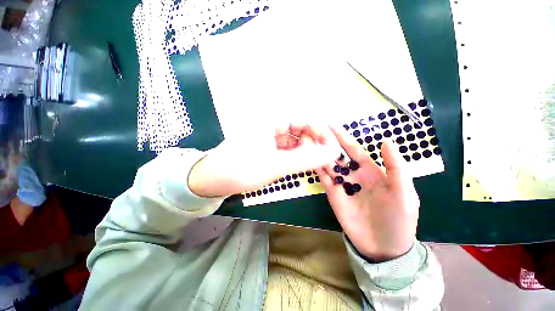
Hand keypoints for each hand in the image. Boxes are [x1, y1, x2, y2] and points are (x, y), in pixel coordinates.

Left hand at [189, 124, 338, 197]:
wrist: (212, 180)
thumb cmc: (240, 170)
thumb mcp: (275, 165)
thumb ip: (305, 160)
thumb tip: (333, 153)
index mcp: (271, 121)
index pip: (304, 119)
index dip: (320, 131)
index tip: (331, 146)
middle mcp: (271, 125)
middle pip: (300, 128)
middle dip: (314, 141)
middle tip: (325, 157)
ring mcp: (268, 137)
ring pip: (294, 140)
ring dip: (306, 149)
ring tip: (316, 162)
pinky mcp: (266, 148)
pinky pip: (287, 148)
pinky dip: (296, 155)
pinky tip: (302, 163)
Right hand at [316, 126, 419, 260]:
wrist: (384, 246)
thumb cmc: (399, 219)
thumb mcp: (404, 193)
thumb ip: (396, 167)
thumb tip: (386, 141)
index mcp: (371, 170)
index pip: (354, 149)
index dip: (343, 137)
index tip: (331, 125)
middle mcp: (354, 174)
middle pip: (337, 155)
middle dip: (326, 143)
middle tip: (313, 130)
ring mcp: (341, 184)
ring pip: (328, 165)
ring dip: (318, 154)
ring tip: (307, 142)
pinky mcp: (332, 194)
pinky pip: (324, 179)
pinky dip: (316, 169)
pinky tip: (309, 159)